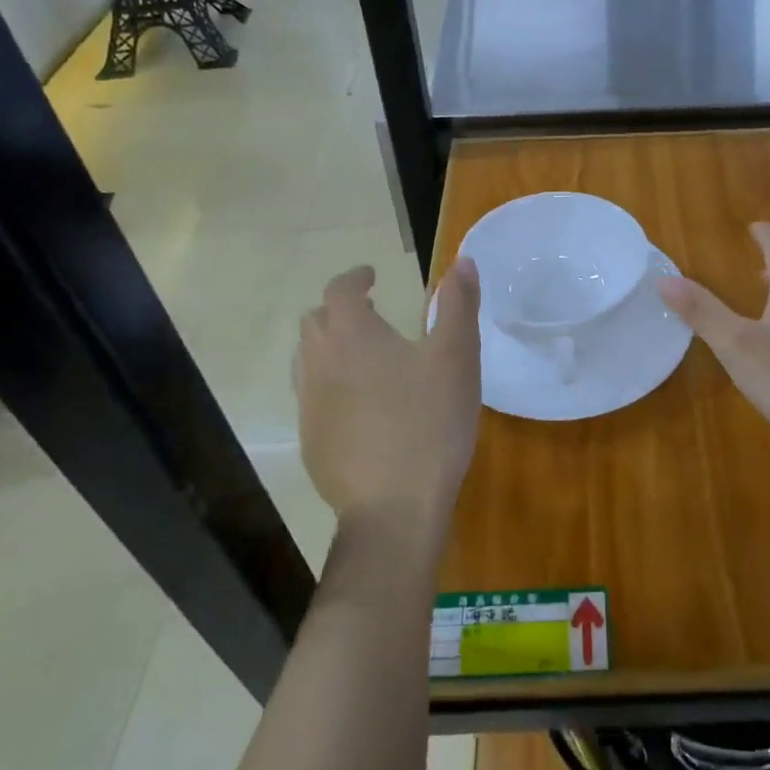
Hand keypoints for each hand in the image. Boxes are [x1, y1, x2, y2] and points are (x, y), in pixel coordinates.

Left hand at [294, 260, 481, 537]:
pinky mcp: (310, 441)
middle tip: (373, 315)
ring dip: (331, 346)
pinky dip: (331, 385)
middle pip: (315, 321)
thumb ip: (459, 305)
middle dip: (340, 310)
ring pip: (308, 360)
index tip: (372, 276)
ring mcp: (309, 405)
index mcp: (352, 335)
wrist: (394, 507)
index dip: (356, 278)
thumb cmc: (430, 422)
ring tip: (365, 357)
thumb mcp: (457, 357)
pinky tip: (361, 407)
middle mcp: (319, 363)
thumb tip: (462, 261)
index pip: (340, 290)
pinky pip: (312, 397)